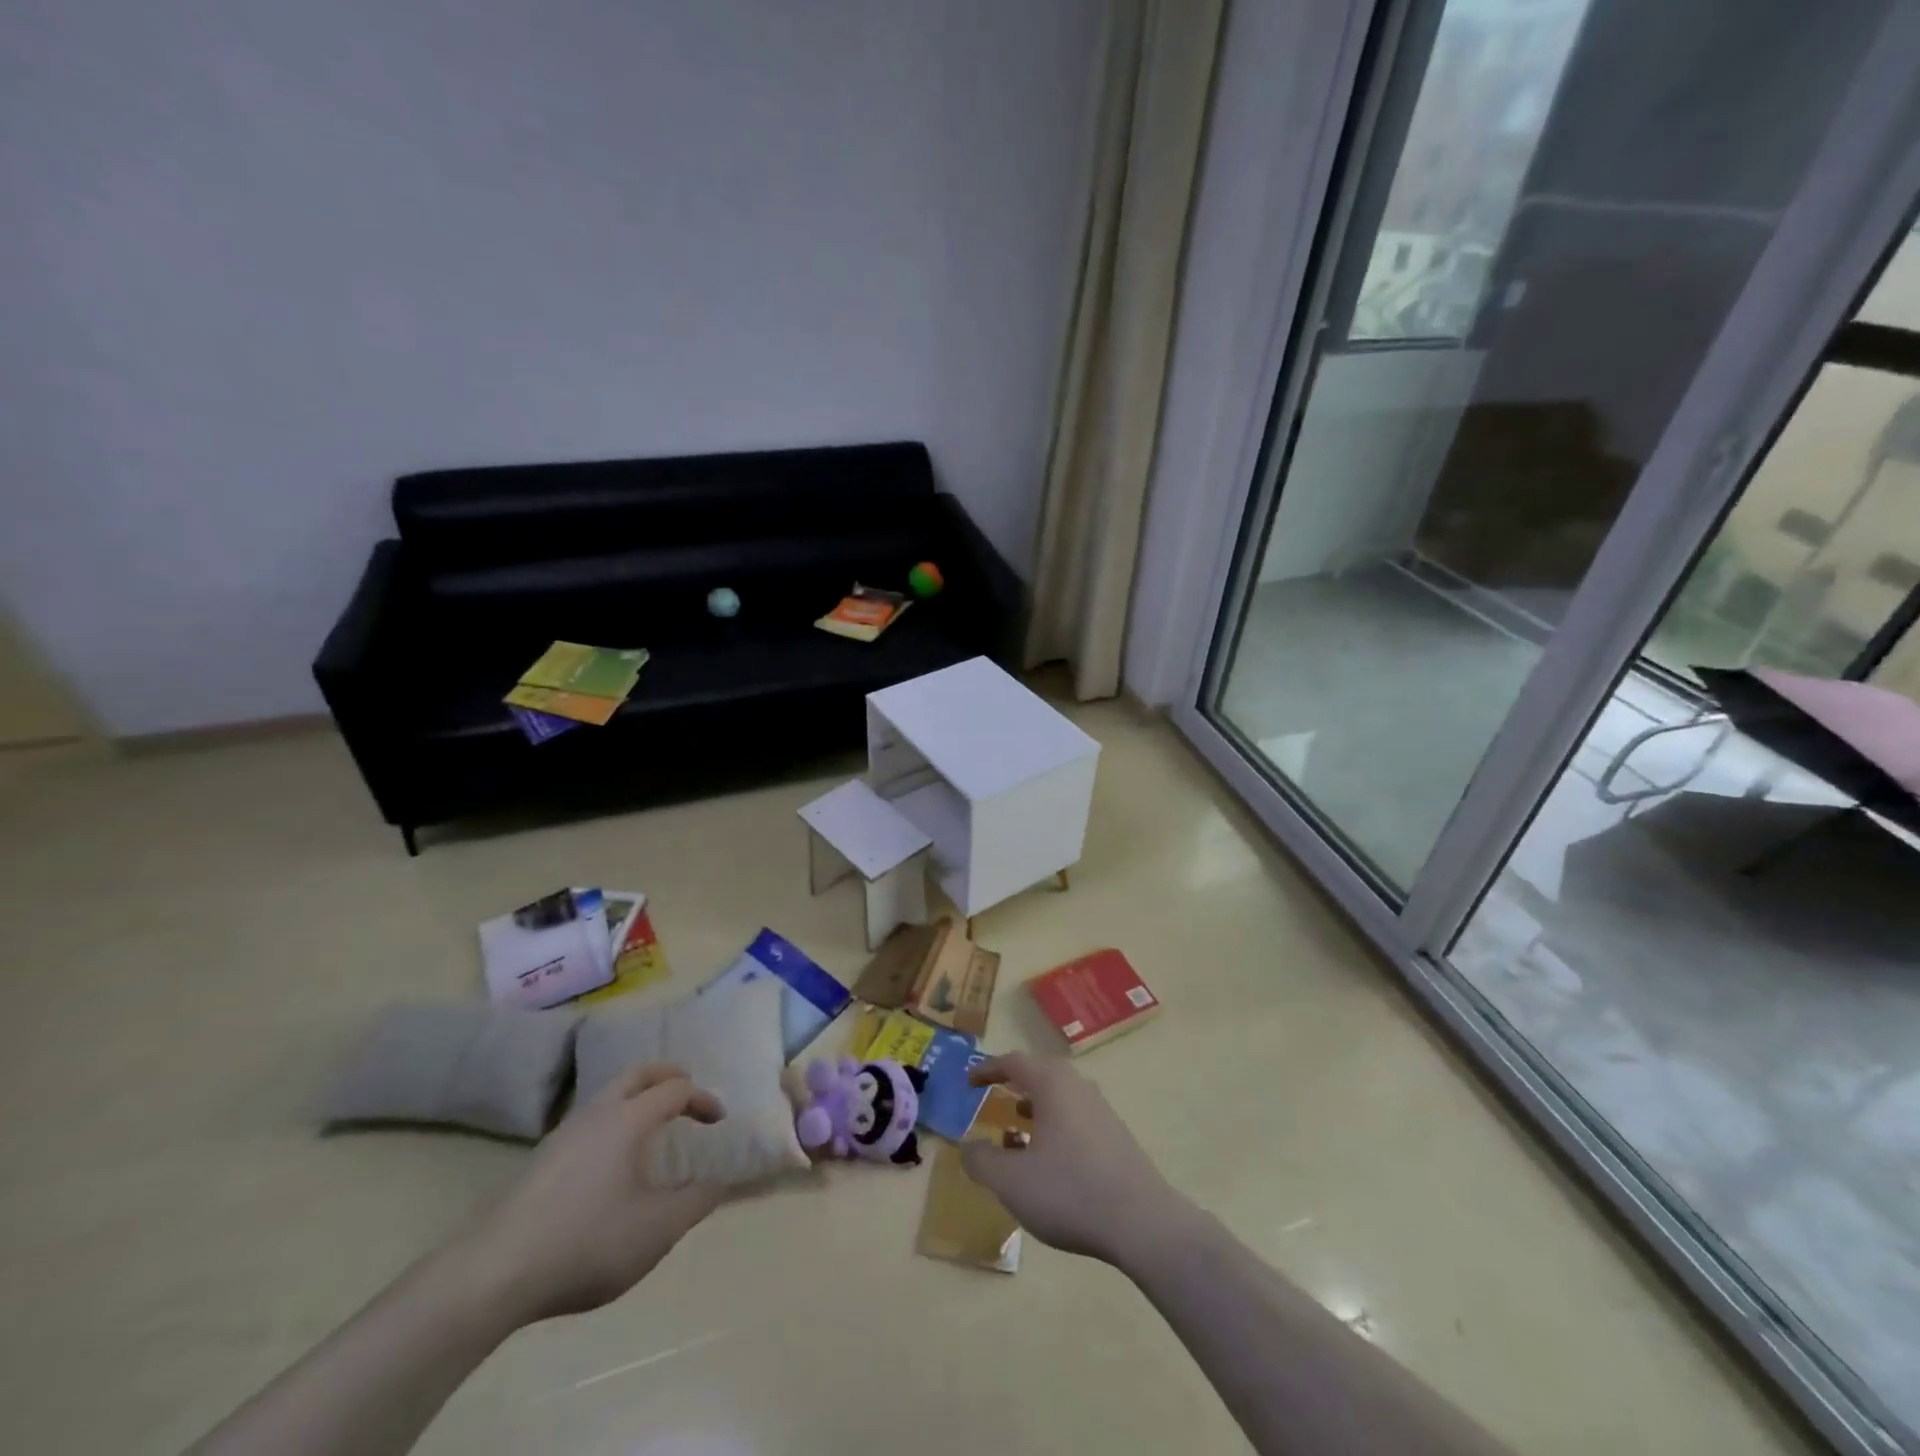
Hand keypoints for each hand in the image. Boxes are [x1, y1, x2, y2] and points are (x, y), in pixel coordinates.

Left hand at [452, 1064, 727, 1326]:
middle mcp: (596, 1114)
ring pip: (608, 1096)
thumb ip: (696, 1202)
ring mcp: (563, 1135)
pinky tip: (612, 1163)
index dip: (703, 1100)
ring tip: (653, 1128)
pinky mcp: (540, 1161)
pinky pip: (589, 1122)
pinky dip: (613, 1122)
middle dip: (668, 1077)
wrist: (491, 1276)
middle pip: (637, 1074)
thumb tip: (721, 1181)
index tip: (719, 1123)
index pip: (676, 1089)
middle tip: (688, 1093)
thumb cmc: (586, 1243)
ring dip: (637, 1099)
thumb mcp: (657, 1230)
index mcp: (629, 1119)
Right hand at [961, 1053, 1189, 1266]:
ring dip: (1034, 1111)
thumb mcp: (1012, 1182)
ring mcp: (1101, 1110)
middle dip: (1013, 1087)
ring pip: (1059, 1099)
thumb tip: (966, 1146)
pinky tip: (1048, 1163)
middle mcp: (1078, 1087)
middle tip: (992, 1100)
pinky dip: (1053, 1129)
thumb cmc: (1070, 1192)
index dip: (988, 1069)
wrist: (1142, 1223)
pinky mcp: (1116, 1136)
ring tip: (1014, 1136)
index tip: (969, 1081)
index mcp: (1052, 1085)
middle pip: (1039, 1075)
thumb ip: (981, 1161)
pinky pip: (1075, 1119)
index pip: (1014, 1062)